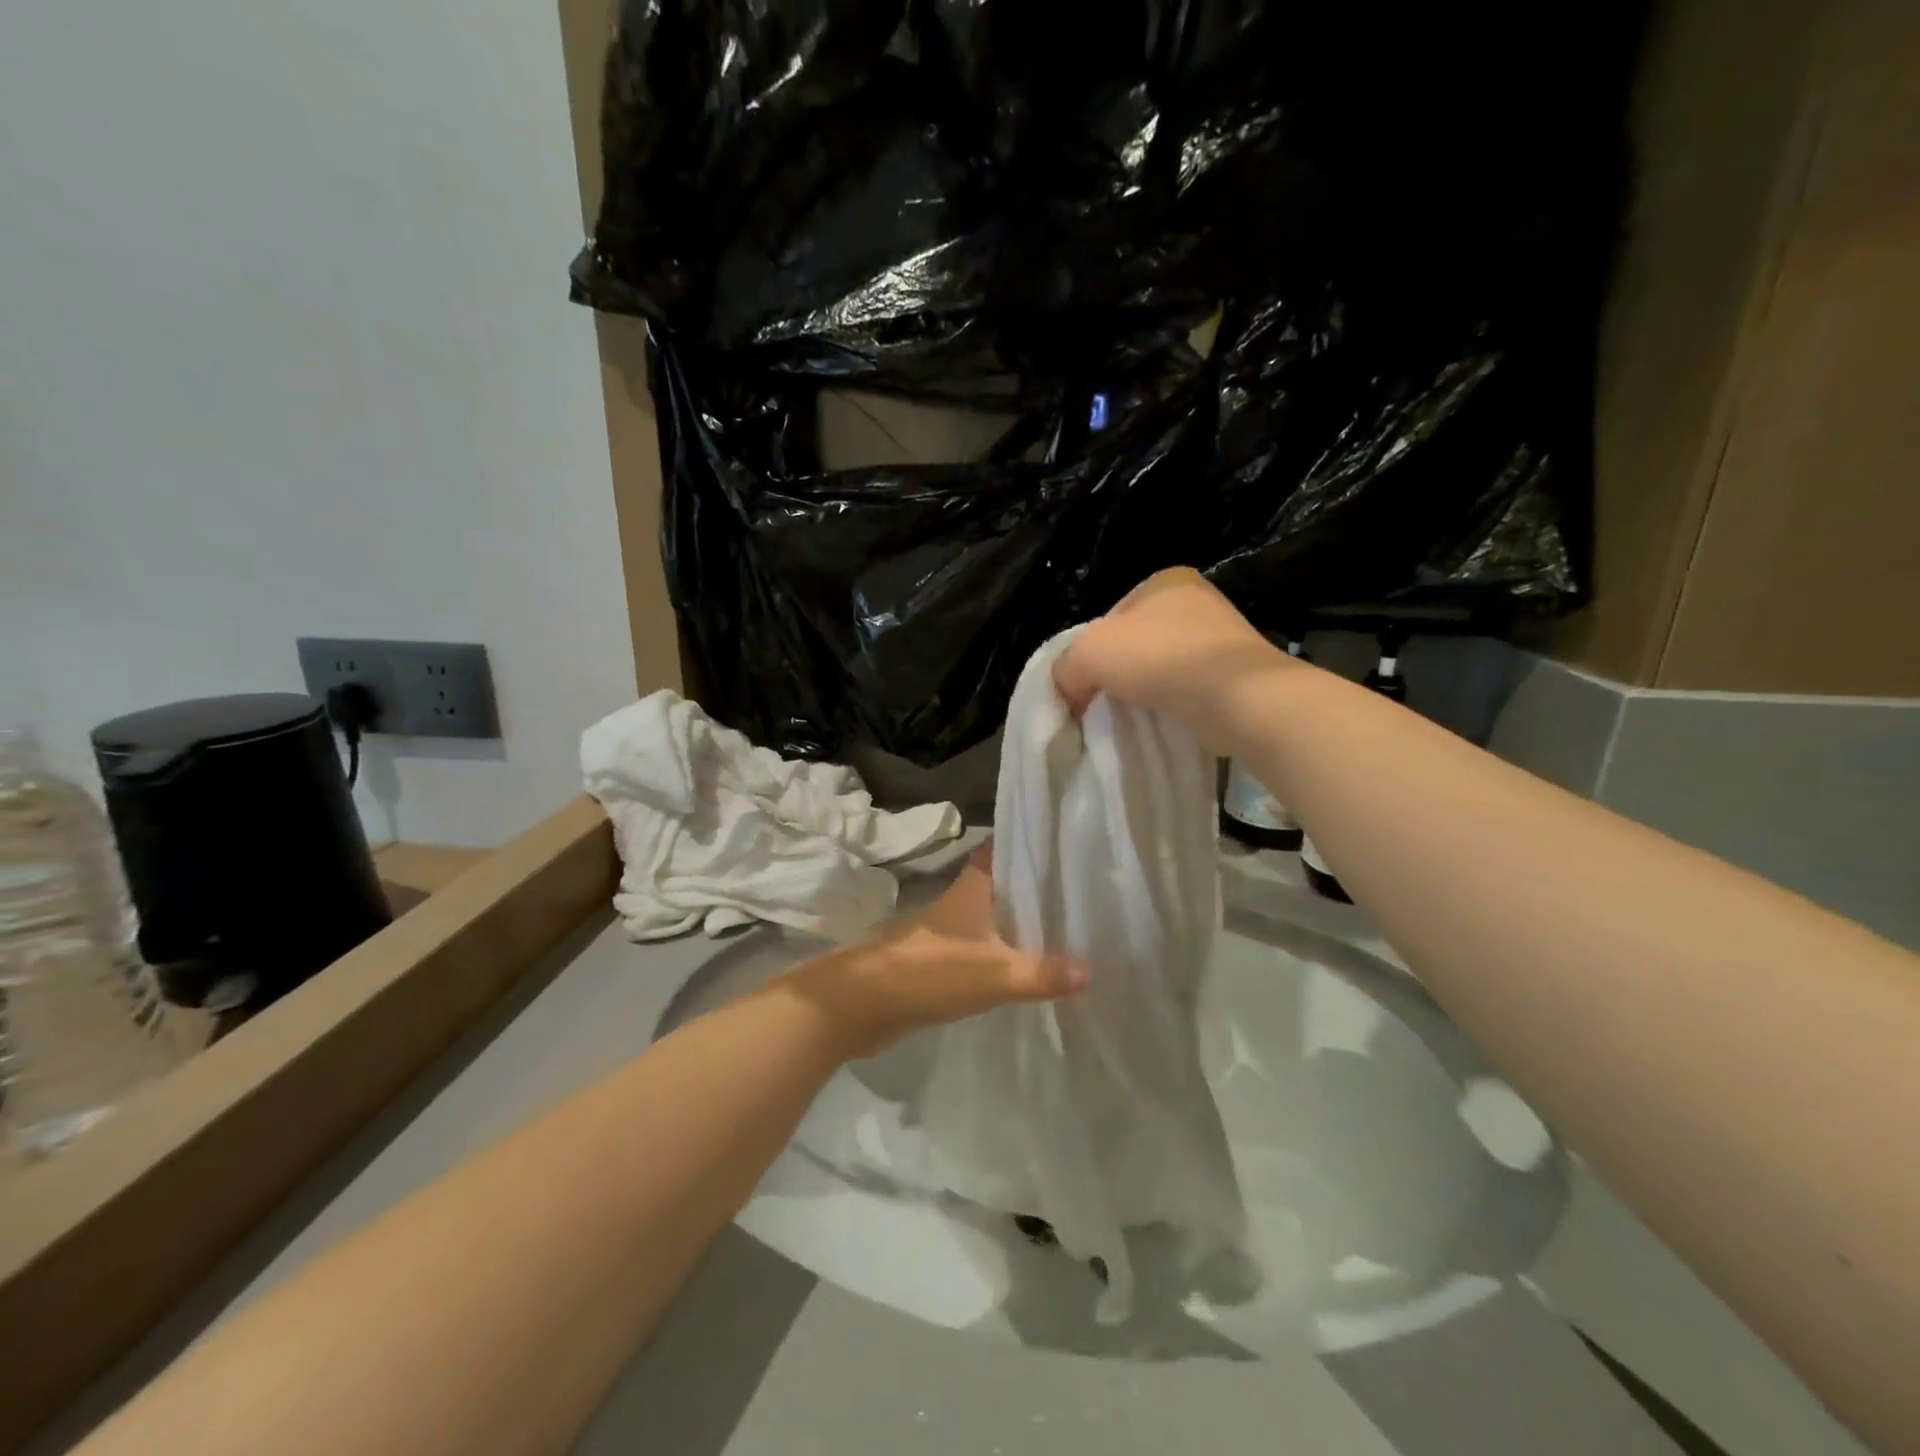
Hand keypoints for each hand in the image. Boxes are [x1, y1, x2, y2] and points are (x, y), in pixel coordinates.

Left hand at [777, 848, 1083, 1059]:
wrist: (863, 1004)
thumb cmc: (931, 971)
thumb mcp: (996, 973)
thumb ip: (1043, 972)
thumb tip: (1090, 971)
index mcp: (972, 888)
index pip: (1001, 850)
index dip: (1027, 842)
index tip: (1061, 841)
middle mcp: (960, 902)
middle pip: (1001, 884)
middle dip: (1033, 885)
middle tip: (1077, 889)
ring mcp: (946, 932)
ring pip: (991, 918)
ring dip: (1019, 921)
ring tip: (1063, 927)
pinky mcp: (938, 961)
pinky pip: (981, 949)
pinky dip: (1003, 952)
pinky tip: (1026, 966)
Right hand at [1054, 567, 1285, 752]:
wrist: (1238, 698)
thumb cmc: (1160, 659)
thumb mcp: (1089, 653)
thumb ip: (1065, 666)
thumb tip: (1069, 691)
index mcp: (1164, 580)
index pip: (1110, 618)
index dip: (1091, 652)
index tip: (1087, 685)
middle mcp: (1198, 600)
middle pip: (1137, 642)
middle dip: (1119, 673)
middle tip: (1106, 703)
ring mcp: (1223, 637)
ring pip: (1164, 667)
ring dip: (1147, 691)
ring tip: (1136, 717)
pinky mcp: (1238, 674)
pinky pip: (1190, 689)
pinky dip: (1175, 705)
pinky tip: (1166, 721)